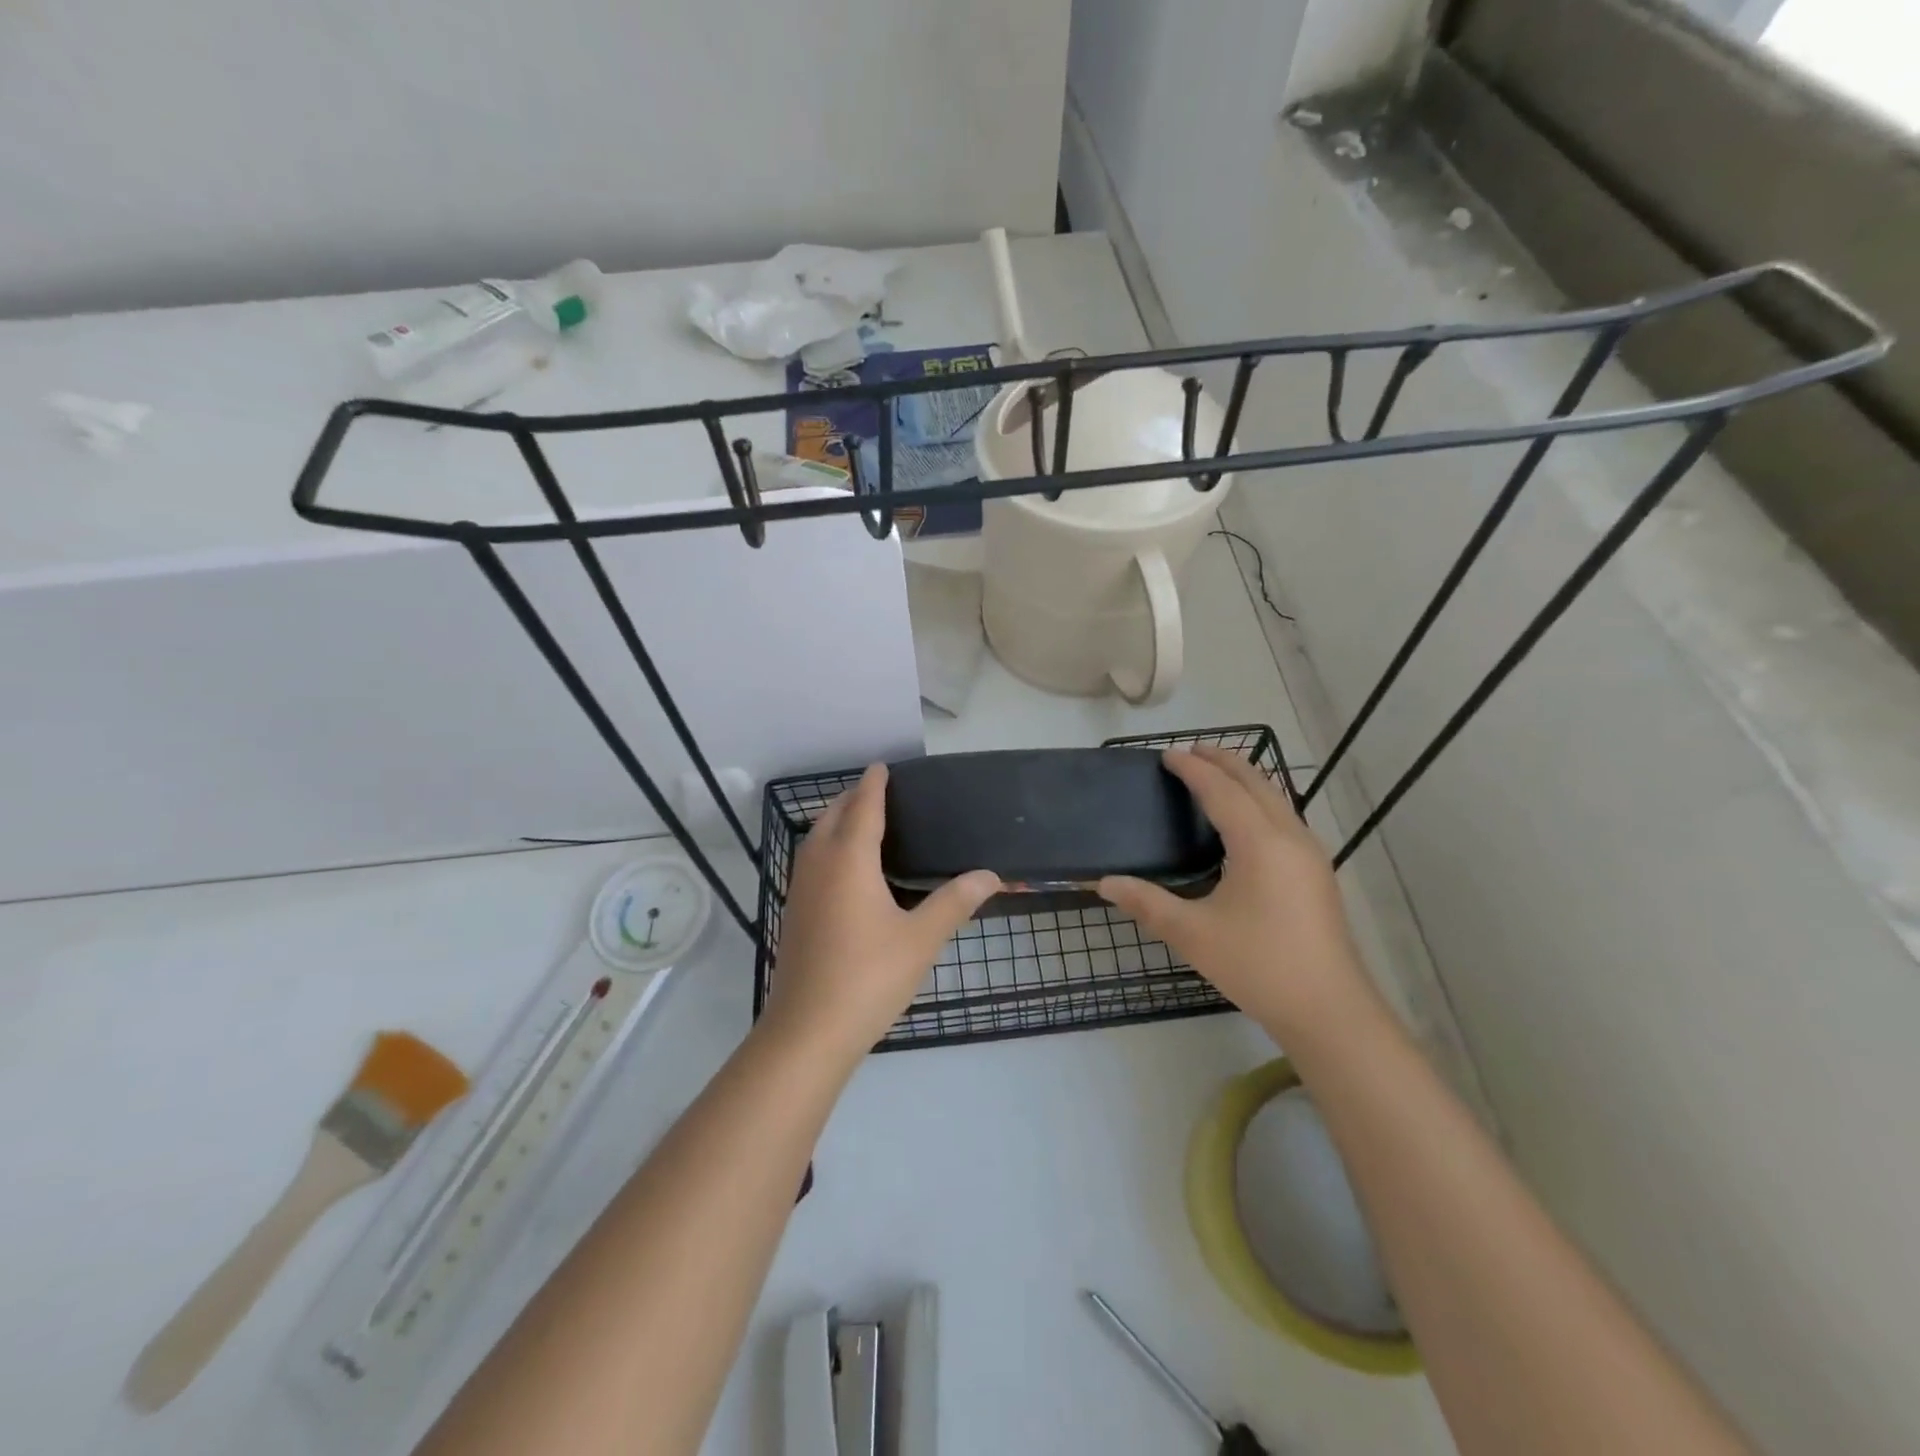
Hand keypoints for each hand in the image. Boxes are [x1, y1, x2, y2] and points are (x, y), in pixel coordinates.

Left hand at [762, 764, 999, 1063]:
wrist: (808, 1031)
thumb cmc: (869, 977)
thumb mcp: (921, 939)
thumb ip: (955, 902)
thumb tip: (990, 875)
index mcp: (849, 860)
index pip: (862, 807)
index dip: (873, 785)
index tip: (882, 766)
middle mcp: (819, 865)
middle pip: (832, 816)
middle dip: (852, 798)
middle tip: (878, 791)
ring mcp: (800, 890)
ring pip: (816, 839)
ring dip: (836, 821)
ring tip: (863, 822)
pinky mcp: (794, 913)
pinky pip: (811, 862)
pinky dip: (828, 847)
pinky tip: (847, 870)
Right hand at [1099, 746, 1371, 1041]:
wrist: (1329, 1010)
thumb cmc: (1257, 965)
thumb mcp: (1193, 934)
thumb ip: (1147, 903)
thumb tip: (1104, 882)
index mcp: (1259, 843)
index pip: (1221, 790)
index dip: (1192, 769)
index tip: (1167, 754)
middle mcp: (1289, 837)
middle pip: (1256, 782)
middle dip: (1224, 761)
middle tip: (1191, 751)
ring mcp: (1310, 854)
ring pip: (1276, 798)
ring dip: (1246, 779)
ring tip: (1217, 774)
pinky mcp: (1317, 872)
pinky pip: (1285, 817)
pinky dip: (1260, 801)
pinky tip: (1246, 820)